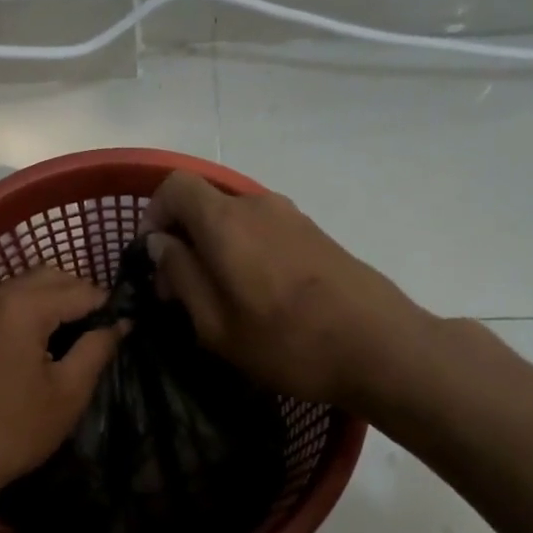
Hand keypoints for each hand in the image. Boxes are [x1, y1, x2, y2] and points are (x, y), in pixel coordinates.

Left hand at [0, 267, 124, 493]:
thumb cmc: (14, 429)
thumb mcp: (68, 392)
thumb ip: (97, 348)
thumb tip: (121, 324)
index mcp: (22, 307)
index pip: (80, 290)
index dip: (108, 306)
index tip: (124, 328)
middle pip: (49, 276)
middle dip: (79, 295)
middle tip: (99, 330)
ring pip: (22, 286)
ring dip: (51, 300)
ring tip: (71, 337)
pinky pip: (1, 303)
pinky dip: (25, 310)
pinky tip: (36, 343)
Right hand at [143, 171, 433, 410]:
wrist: (379, 346)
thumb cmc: (286, 342)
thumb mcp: (215, 324)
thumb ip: (181, 275)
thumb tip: (161, 244)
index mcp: (226, 221)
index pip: (175, 186)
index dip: (153, 215)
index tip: (153, 259)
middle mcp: (257, 205)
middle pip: (204, 203)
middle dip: (182, 240)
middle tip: (180, 293)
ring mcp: (291, 216)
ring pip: (233, 220)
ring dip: (213, 250)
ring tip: (219, 300)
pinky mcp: (314, 234)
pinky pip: (262, 231)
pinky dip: (243, 253)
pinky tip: (256, 297)